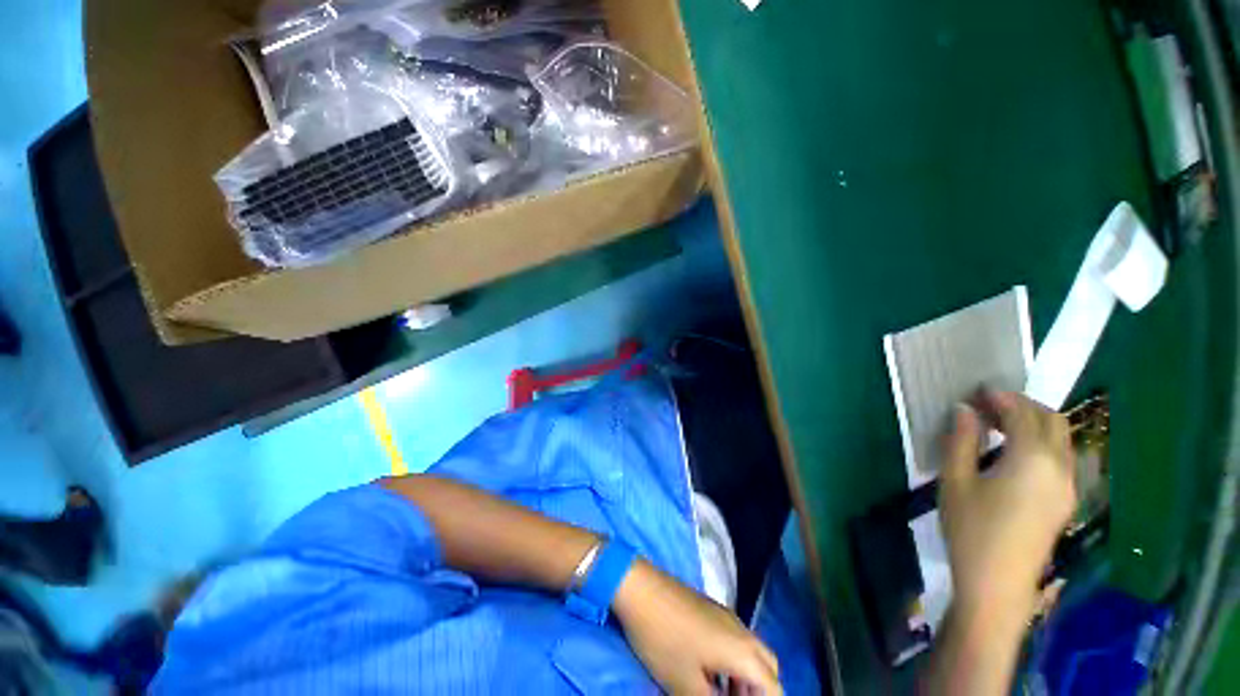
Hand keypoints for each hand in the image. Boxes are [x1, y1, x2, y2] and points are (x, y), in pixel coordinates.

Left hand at [613, 559, 781, 694]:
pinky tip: (709, 672)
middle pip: (767, 667)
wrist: (640, 589)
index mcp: (743, 651)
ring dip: (745, 678)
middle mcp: (741, 629)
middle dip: (760, 691)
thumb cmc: (664, 639)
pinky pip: (734, 639)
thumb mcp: (686, 685)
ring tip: (722, 695)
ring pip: (750, 652)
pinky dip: (732, 661)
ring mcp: (724, 614)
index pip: (775, 688)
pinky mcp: (709, 607)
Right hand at [939, 390, 1076, 626]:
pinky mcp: (1065, 502)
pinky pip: (1061, 458)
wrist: (998, 585)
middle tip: (988, 406)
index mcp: (1034, 460)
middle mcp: (1061, 468)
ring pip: (1061, 440)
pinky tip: (1014, 453)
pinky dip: (1041, 443)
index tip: (978, 392)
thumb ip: (961, 441)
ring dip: (1034, 424)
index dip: (1002, 398)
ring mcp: (1068, 487)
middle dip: (1023, 406)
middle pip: (1052, 421)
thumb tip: (964, 409)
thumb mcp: (955, 482)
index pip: (1024, 414)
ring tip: (998, 426)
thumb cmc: (971, 530)